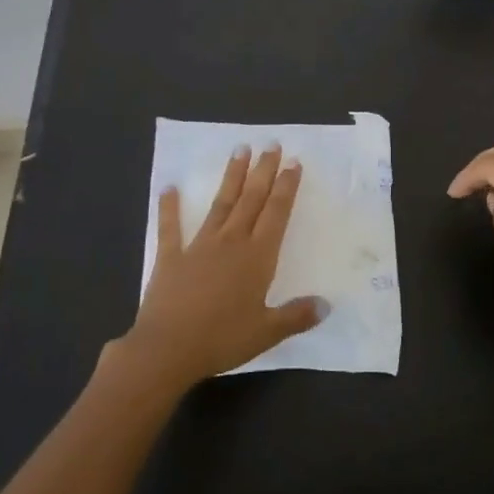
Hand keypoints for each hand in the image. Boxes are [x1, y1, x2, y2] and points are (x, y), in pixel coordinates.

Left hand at [116, 144, 325, 392]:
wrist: (168, 349)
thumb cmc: (222, 339)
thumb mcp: (267, 332)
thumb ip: (297, 316)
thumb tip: (326, 305)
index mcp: (257, 257)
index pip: (276, 213)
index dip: (286, 187)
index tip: (293, 162)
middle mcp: (231, 242)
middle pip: (251, 199)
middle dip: (263, 171)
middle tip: (271, 144)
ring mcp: (199, 246)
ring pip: (221, 203)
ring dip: (232, 176)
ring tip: (239, 150)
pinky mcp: (171, 257)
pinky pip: (170, 227)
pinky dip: (169, 207)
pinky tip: (169, 187)